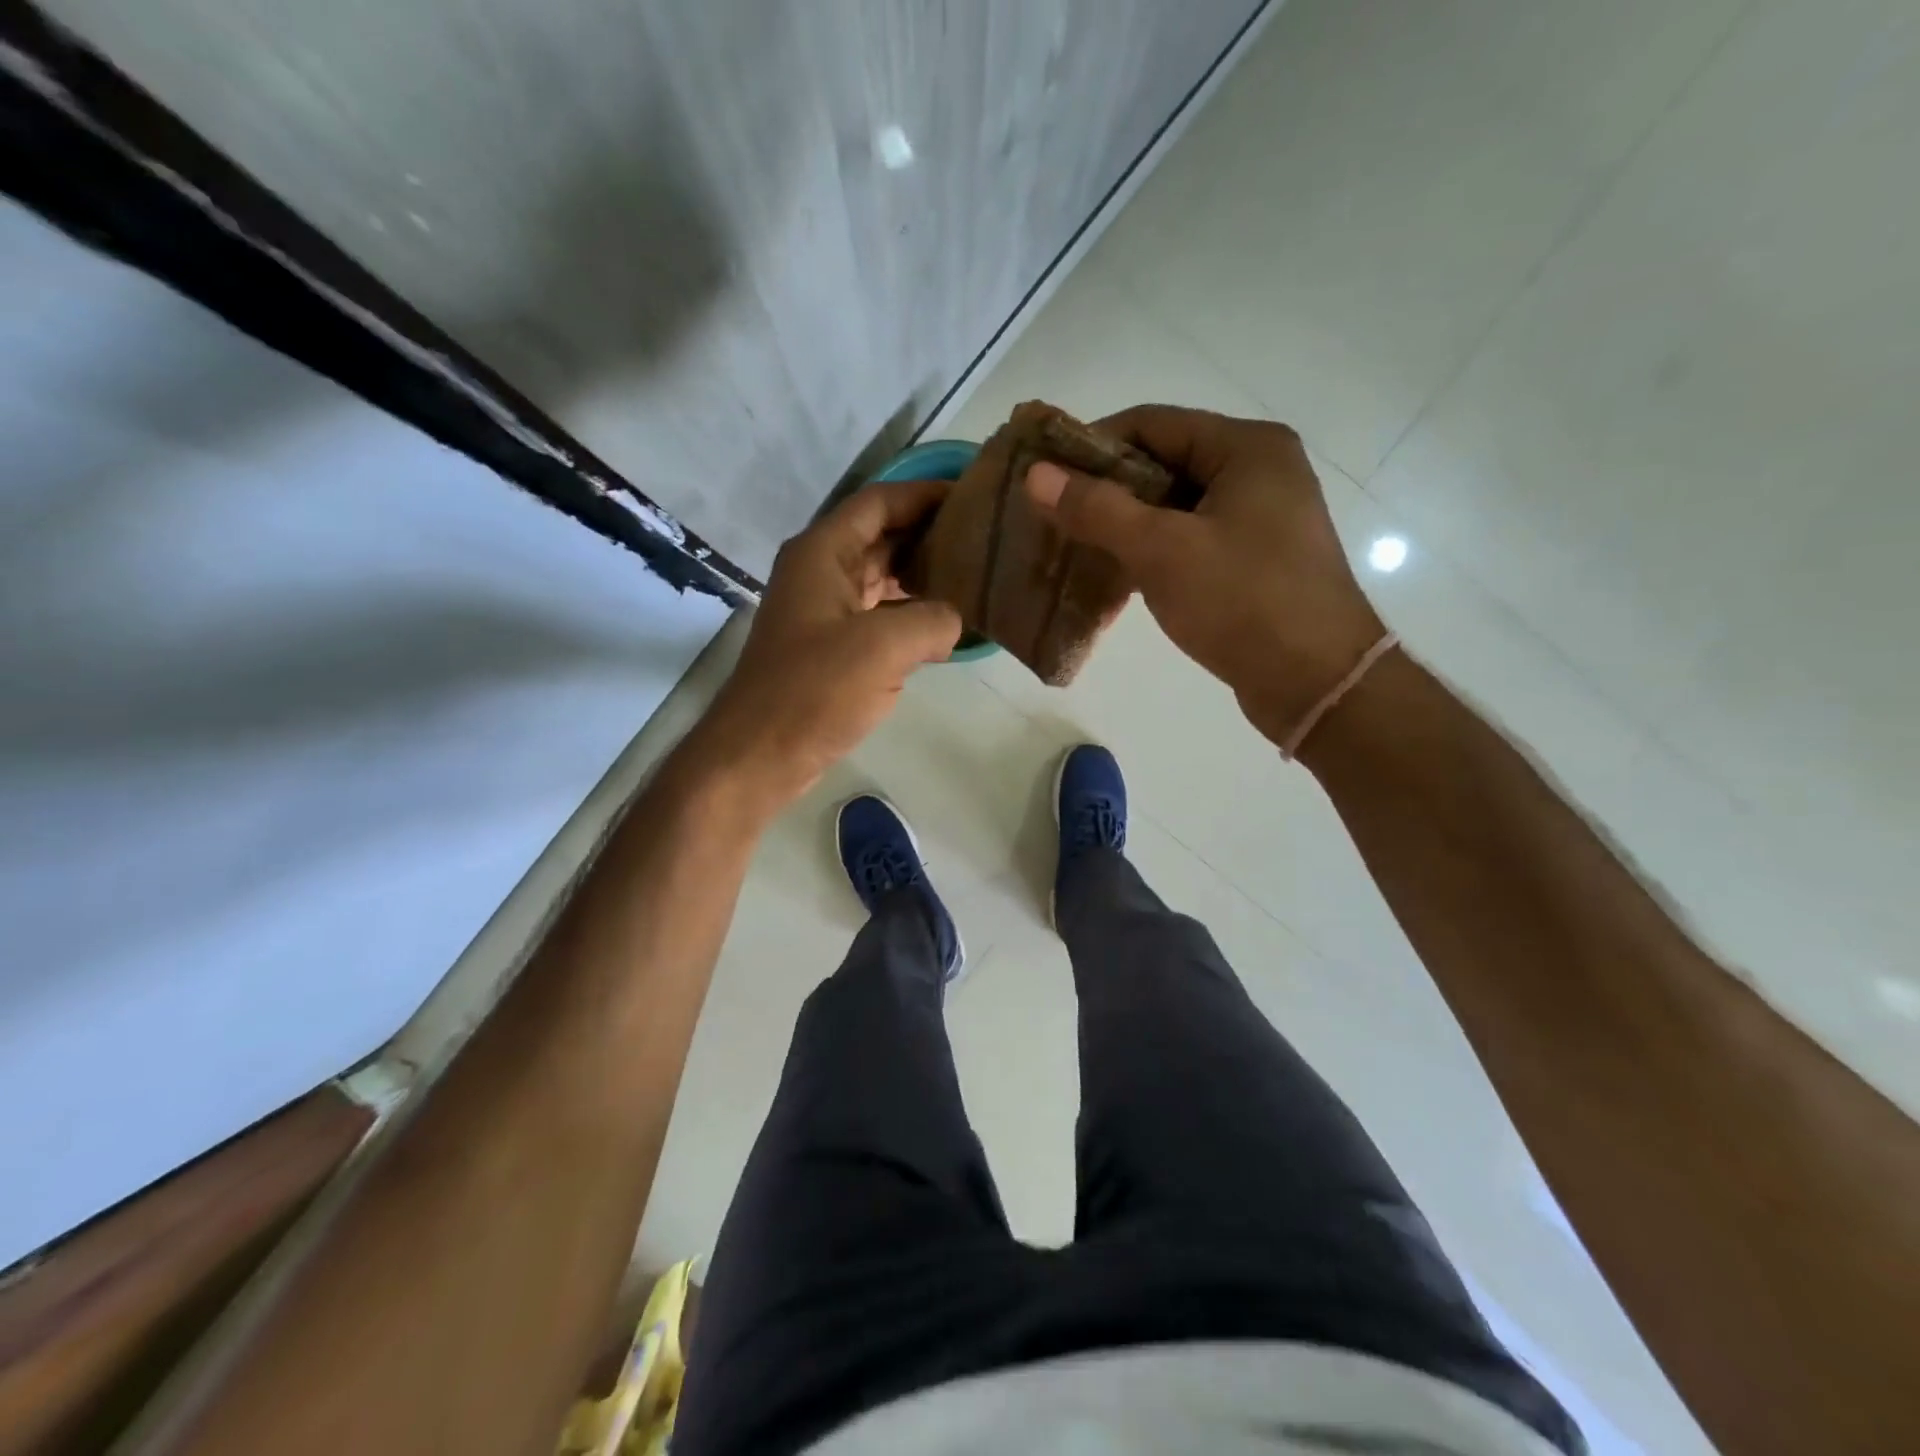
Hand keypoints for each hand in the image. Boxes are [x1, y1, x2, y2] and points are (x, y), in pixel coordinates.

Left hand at [689, 479, 962, 813]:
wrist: (759, 755)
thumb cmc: (813, 691)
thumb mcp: (884, 648)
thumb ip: (933, 620)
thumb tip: (955, 620)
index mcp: (823, 553)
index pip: (880, 502)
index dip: (925, 494)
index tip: (973, 495)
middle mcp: (821, 572)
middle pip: (882, 536)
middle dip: (930, 533)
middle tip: (986, 537)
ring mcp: (824, 611)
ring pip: (882, 578)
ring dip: (923, 575)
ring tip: (976, 575)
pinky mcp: (831, 648)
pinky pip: (879, 615)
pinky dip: (911, 614)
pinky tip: (947, 624)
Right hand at [1025, 406, 1383, 745]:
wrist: (1317, 682)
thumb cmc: (1243, 602)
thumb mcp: (1162, 551)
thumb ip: (1098, 509)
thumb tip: (1036, 475)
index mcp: (1246, 448)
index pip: (1152, 423)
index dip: (1092, 445)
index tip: (1045, 477)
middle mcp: (1257, 471)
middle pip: (1163, 462)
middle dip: (1105, 490)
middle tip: (1053, 517)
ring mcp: (1259, 518)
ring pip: (1173, 507)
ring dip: (1124, 525)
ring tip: (1073, 549)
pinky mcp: (1253, 560)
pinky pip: (1189, 540)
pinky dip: (1151, 552)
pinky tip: (1114, 576)